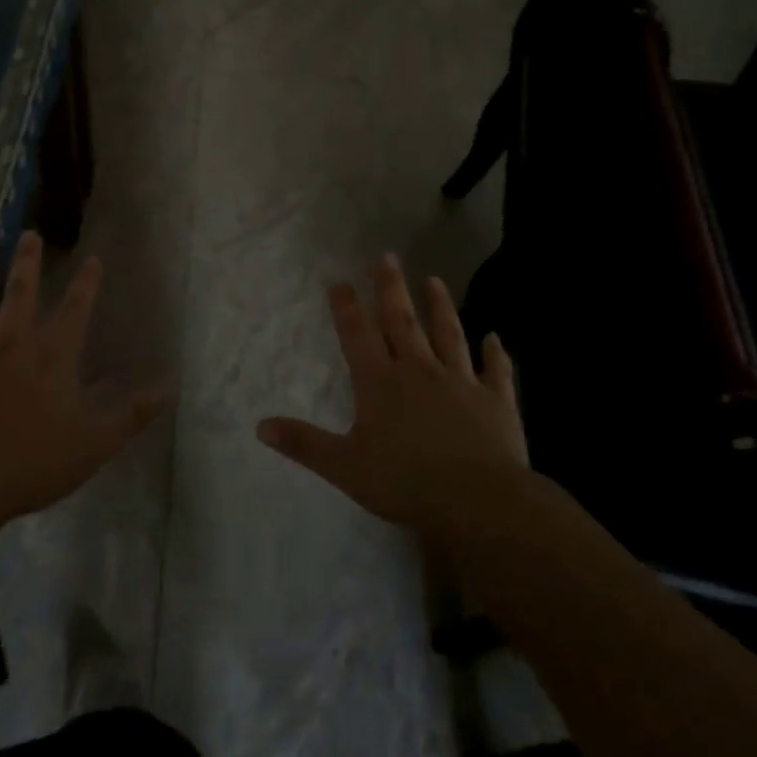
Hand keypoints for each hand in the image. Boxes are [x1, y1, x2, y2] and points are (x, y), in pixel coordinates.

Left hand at [0, 233, 162, 542]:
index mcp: (51, 356)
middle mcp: (9, 342)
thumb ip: (130, 415)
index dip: (86, 283)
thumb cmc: (29, 463)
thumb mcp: (93, 444)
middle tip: (28, 234)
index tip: (92, 258)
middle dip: (27, 261)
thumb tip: (167, 389)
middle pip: (20, 292)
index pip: (75, 309)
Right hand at [257, 255, 526, 544]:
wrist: (477, 499)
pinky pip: (495, 370)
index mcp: (380, 383)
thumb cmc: (405, 482)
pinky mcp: (496, 400)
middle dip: (391, 289)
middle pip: (402, 322)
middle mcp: (419, 370)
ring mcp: (460, 381)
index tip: (340, 280)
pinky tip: (496, 337)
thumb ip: (304, 443)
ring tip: (434, 280)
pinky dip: (495, 353)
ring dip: (440, 307)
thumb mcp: (344, 467)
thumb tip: (260, 426)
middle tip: (387, 256)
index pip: (358, 335)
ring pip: (448, 335)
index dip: (346, 307)